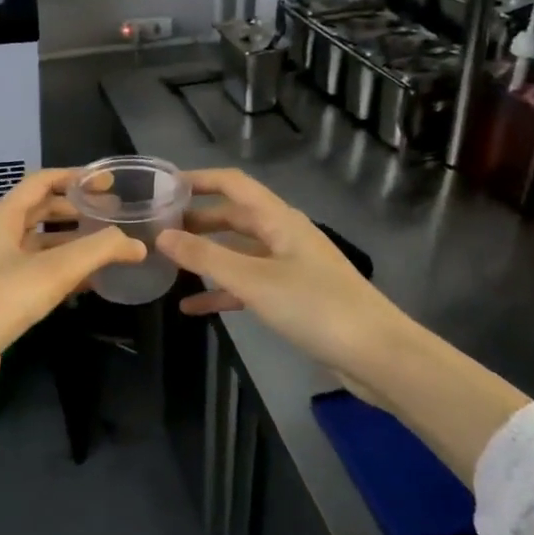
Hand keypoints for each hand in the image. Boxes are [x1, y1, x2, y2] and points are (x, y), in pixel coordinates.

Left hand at [0, 169, 145, 402]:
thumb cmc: (0, 301)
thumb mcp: (55, 271)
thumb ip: (99, 251)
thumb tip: (136, 244)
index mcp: (0, 217)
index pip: (41, 181)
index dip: (75, 177)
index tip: (108, 183)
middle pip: (39, 211)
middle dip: (76, 211)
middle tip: (113, 217)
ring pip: (38, 244)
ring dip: (70, 243)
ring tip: (106, 249)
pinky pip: (33, 272)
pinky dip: (60, 271)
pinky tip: (86, 285)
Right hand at [157, 169, 412, 405]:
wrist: (377, 355)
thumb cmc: (316, 308)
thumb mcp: (254, 281)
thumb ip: (206, 257)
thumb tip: (162, 236)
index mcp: (279, 219)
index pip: (232, 184)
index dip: (198, 180)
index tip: (161, 187)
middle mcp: (284, 234)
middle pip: (233, 216)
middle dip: (196, 220)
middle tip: (156, 228)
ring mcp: (290, 266)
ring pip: (239, 251)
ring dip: (206, 256)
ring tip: (167, 264)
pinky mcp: (294, 296)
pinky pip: (249, 284)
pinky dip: (223, 291)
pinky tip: (193, 307)